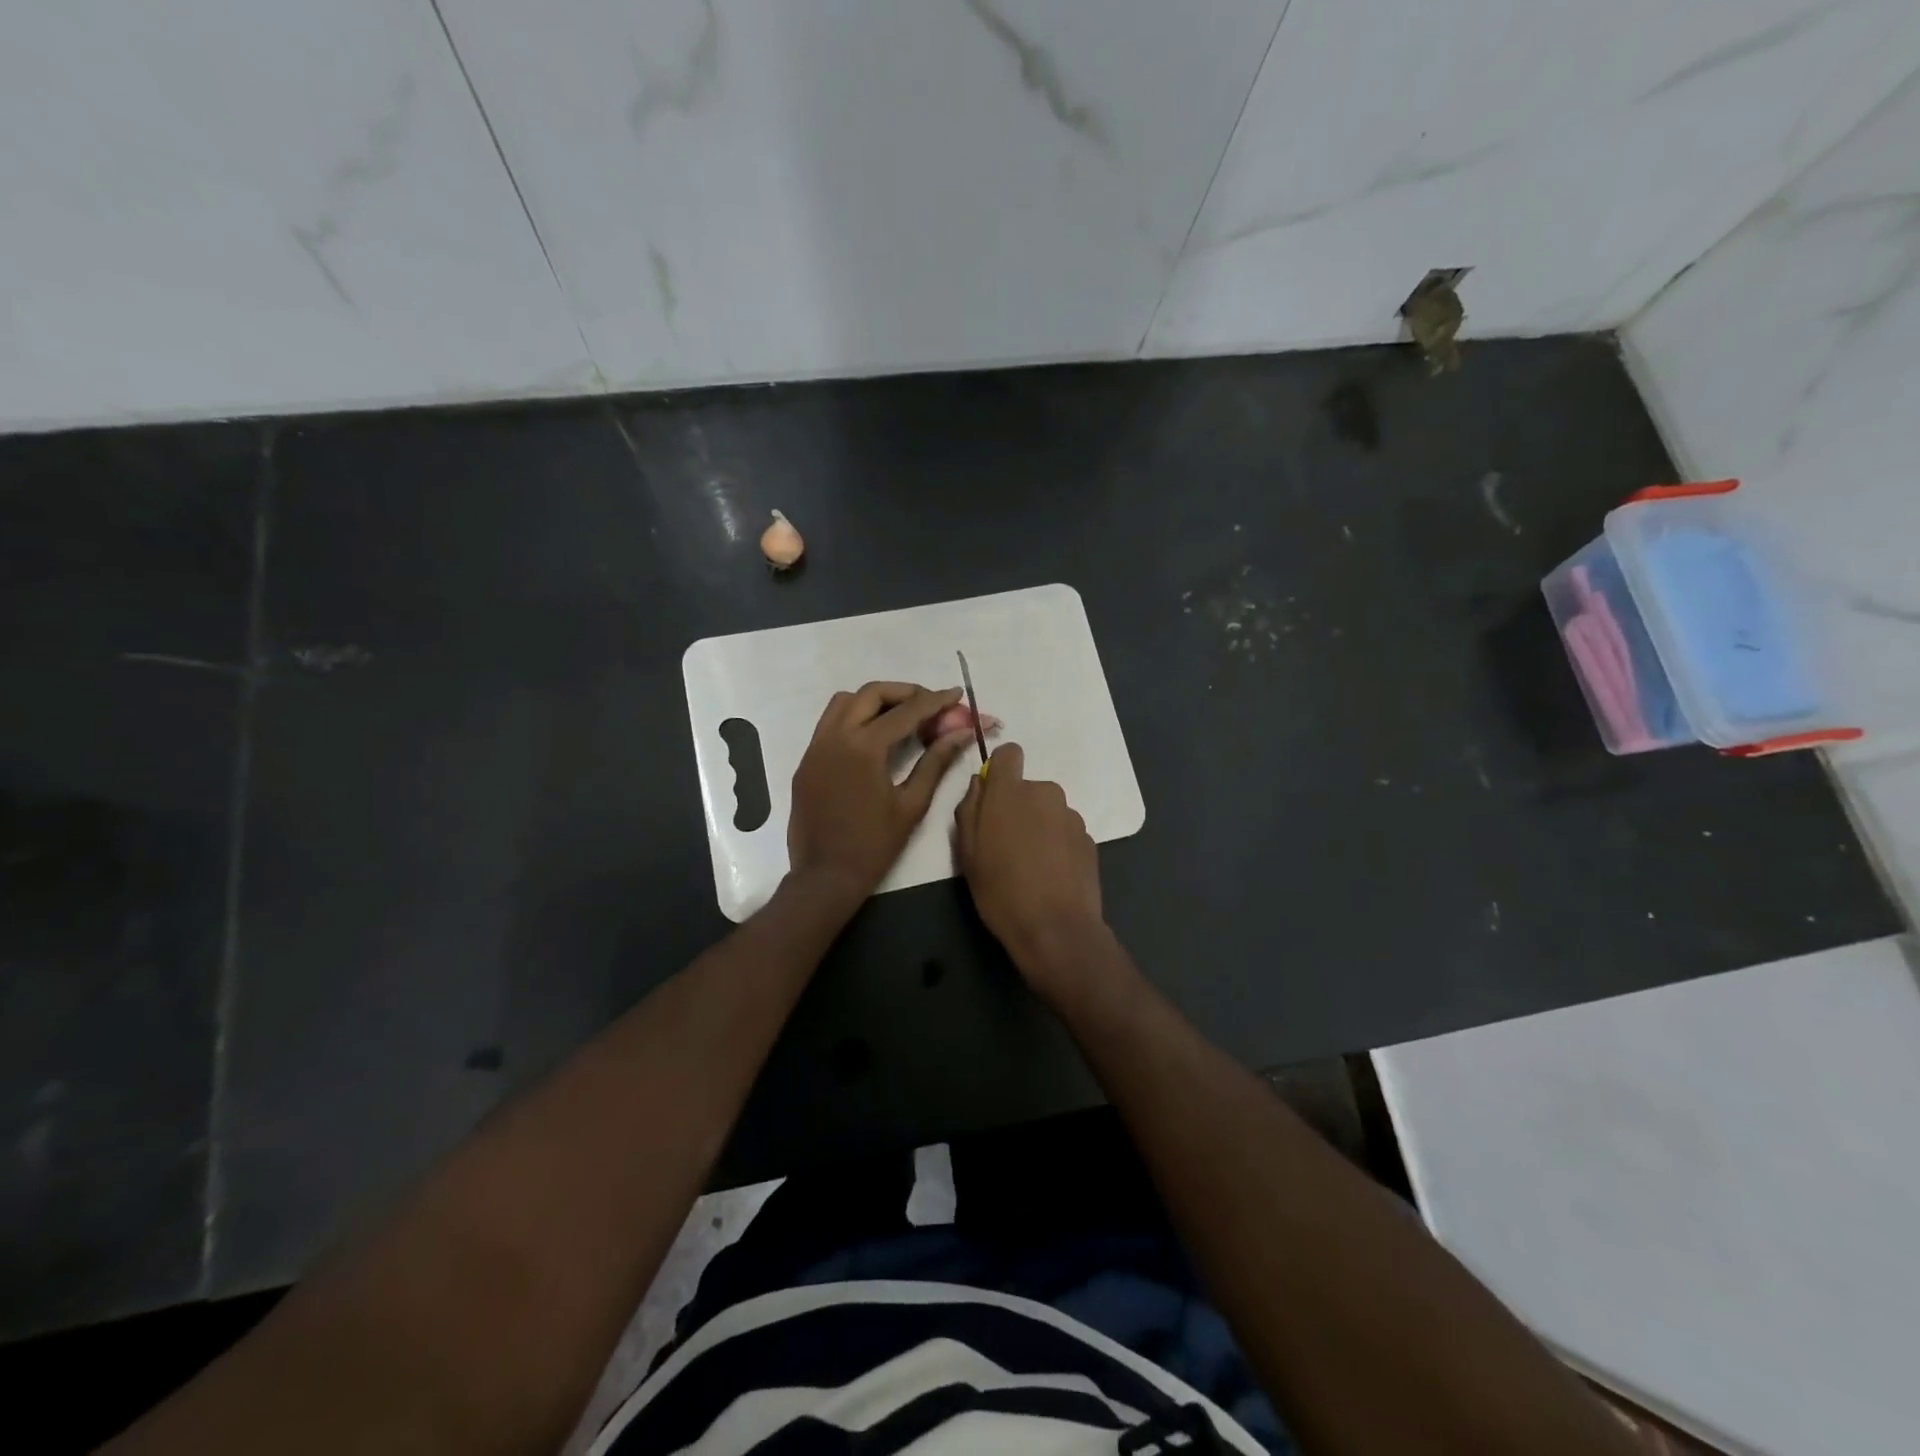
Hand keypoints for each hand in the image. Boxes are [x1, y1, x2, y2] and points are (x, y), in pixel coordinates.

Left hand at [787, 681, 974, 903]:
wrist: (825, 877)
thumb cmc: (874, 845)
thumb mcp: (912, 804)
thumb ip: (936, 762)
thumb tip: (961, 733)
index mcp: (864, 747)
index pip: (906, 711)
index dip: (935, 701)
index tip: (956, 694)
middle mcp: (835, 736)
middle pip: (872, 693)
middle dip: (904, 692)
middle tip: (930, 703)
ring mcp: (815, 747)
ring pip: (844, 702)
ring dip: (875, 701)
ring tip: (901, 717)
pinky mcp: (806, 760)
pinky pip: (830, 723)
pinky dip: (854, 718)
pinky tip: (874, 738)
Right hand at [954, 743, 1108, 998]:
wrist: (1056, 929)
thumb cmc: (1001, 890)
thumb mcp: (966, 853)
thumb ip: (969, 809)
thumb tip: (979, 785)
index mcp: (1010, 792)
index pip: (1009, 753)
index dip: (1000, 769)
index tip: (993, 796)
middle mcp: (1045, 793)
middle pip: (1028, 788)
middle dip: (1017, 807)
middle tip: (1005, 845)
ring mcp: (1071, 815)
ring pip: (1047, 810)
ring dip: (1038, 826)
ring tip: (1030, 865)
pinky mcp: (1089, 838)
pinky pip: (1065, 831)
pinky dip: (1057, 844)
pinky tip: (1051, 875)